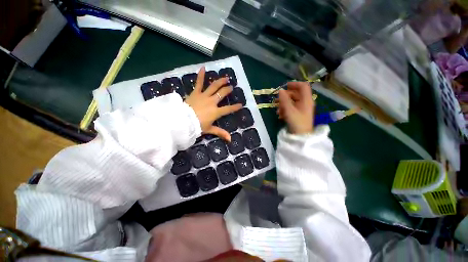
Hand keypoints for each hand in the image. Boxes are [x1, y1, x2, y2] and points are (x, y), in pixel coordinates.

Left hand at [185, 67, 241, 141]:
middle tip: (231, 87)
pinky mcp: (196, 93)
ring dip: (220, 81)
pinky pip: (199, 83)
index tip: (241, 105)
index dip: (235, 107)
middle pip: (222, 94)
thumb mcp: (209, 130)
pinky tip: (203, 68)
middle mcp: (212, 102)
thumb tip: (230, 140)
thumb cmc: (197, 126)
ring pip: (214, 87)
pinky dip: (201, 75)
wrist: (183, 121)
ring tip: (225, 78)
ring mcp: (204, 96)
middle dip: (227, 90)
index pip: (228, 109)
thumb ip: (220, 133)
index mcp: (216, 112)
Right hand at [277, 82, 314, 133]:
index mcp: (306, 100)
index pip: (303, 86)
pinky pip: (291, 108)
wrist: (301, 136)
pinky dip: (285, 110)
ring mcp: (302, 109)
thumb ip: (284, 99)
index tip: (285, 86)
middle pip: (295, 94)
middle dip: (285, 97)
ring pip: (292, 102)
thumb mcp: (289, 110)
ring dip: (283, 105)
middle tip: (276, 101)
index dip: (294, 84)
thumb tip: (280, 90)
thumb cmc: (297, 122)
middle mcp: (305, 102)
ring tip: (277, 111)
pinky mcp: (298, 114)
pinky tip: (280, 115)